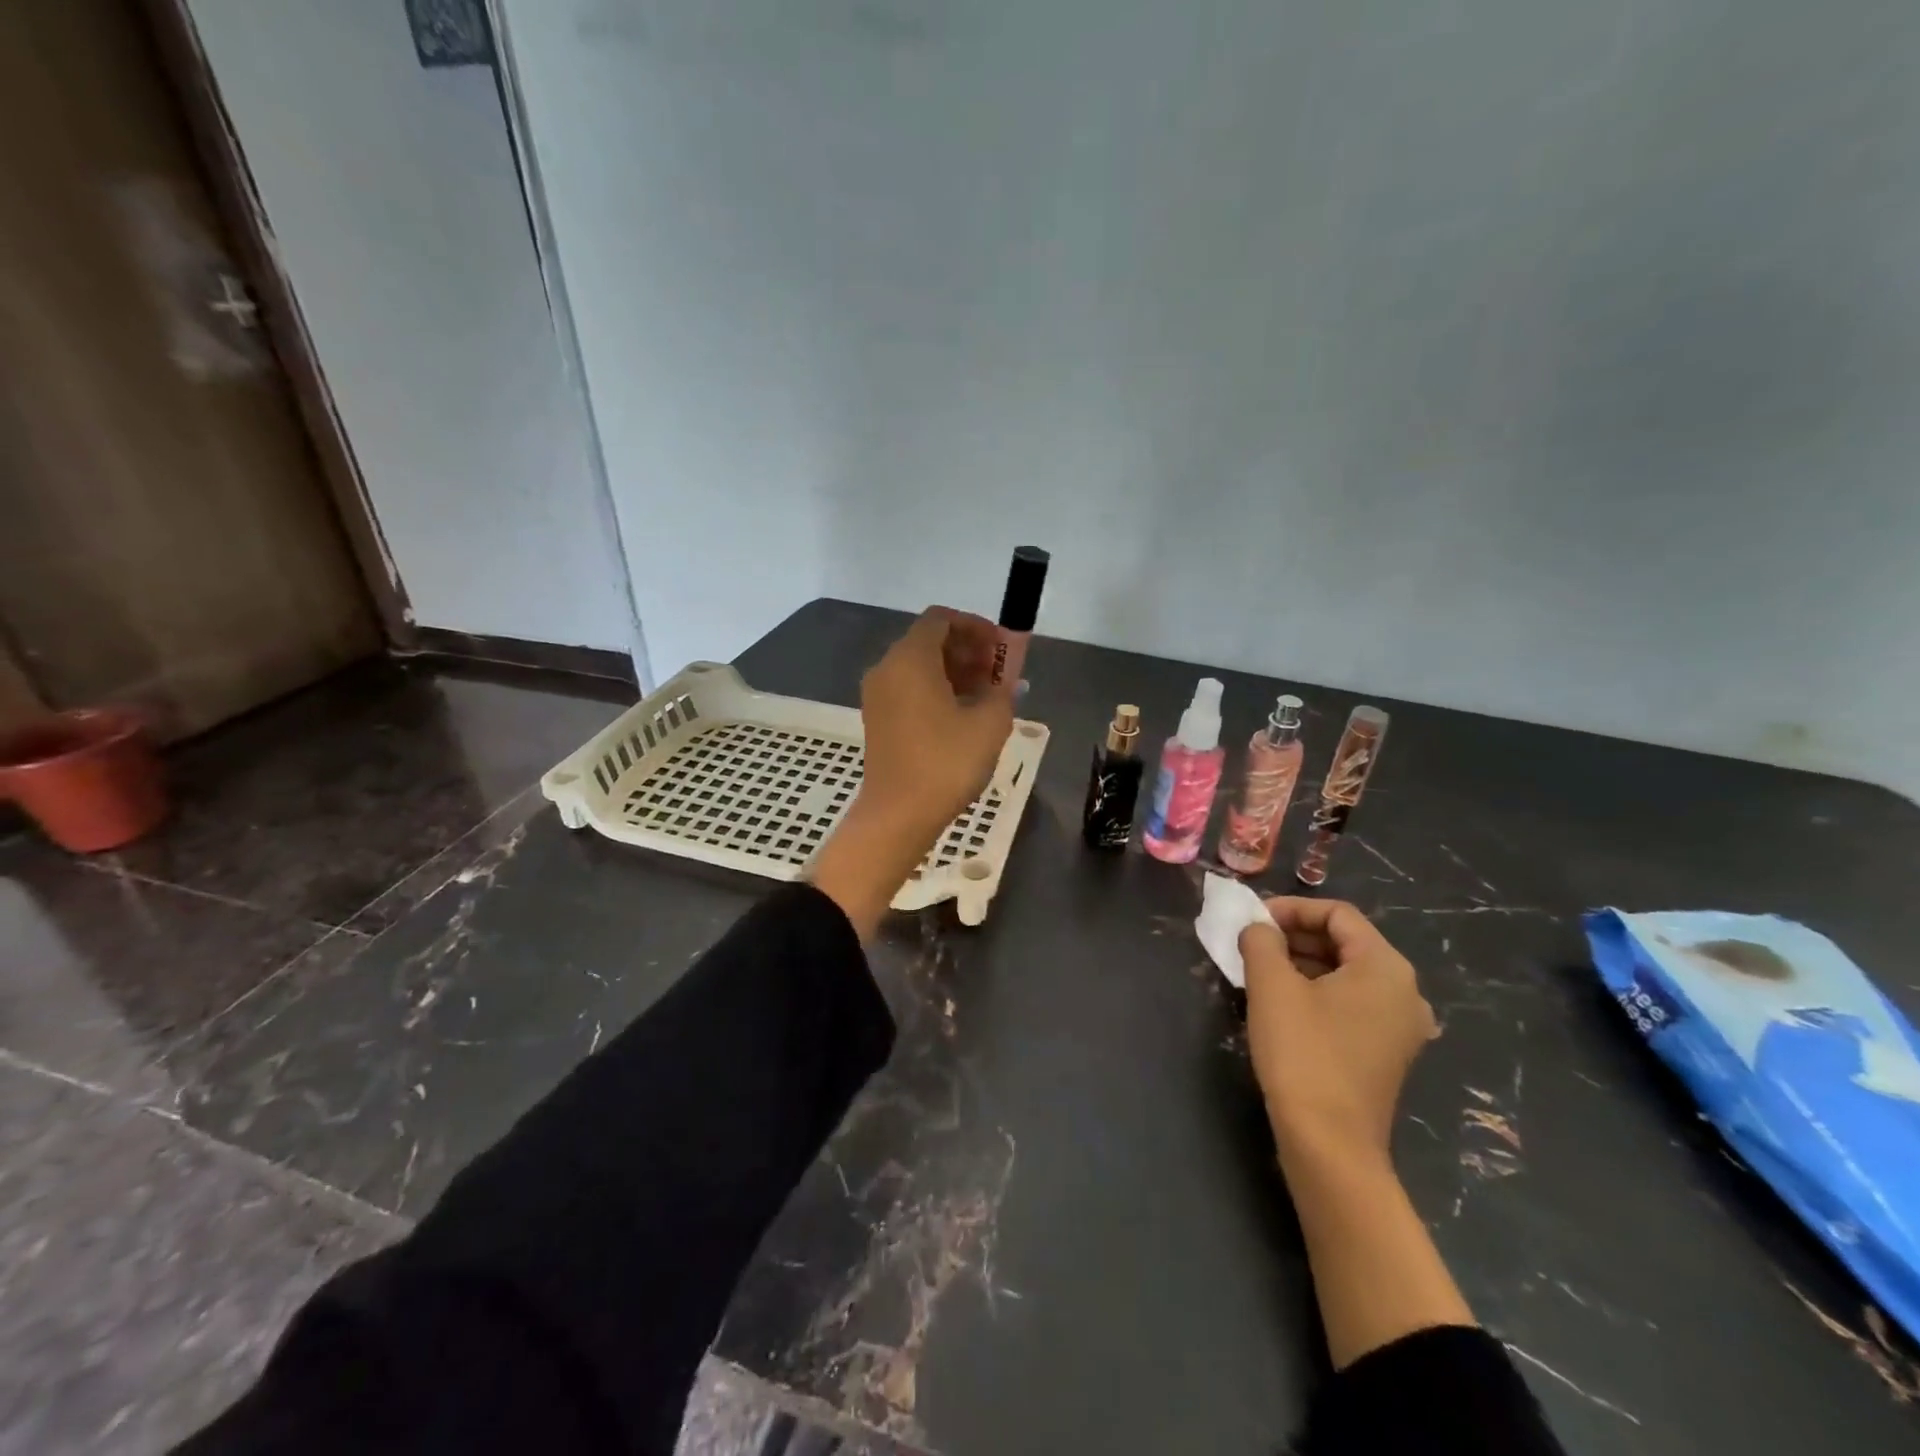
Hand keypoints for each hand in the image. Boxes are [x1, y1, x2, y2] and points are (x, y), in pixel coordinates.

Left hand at [808, 608, 1014, 940]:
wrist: (898, 815)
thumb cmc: (946, 763)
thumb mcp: (990, 724)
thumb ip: (1003, 689)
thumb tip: (1007, 679)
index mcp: (910, 658)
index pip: (942, 619)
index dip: (976, 627)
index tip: (1002, 649)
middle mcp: (887, 667)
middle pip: (930, 640)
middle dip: (968, 650)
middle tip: (1000, 674)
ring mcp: (878, 694)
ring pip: (919, 666)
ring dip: (955, 671)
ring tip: (988, 696)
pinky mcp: (877, 718)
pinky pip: (909, 688)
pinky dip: (937, 689)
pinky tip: (964, 714)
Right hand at [1240, 898, 1436, 1163]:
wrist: (1329, 1145)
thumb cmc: (1303, 1054)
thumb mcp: (1271, 987)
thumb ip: (1261, 941)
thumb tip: (1258, 928)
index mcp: (1385, 967)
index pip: (1337, 913)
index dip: (1291, 908)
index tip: (1252, 922)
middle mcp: (1404, 991)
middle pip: (1344, 941)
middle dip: (1294, 936)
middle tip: (1251, 945)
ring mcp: (1399, 1026)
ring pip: (1345, 973)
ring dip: (1300, 963)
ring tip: (1258, 972)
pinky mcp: (1385, 1053)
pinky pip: (1349, 1003)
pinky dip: (1314, 992)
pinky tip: (1279, 1005)